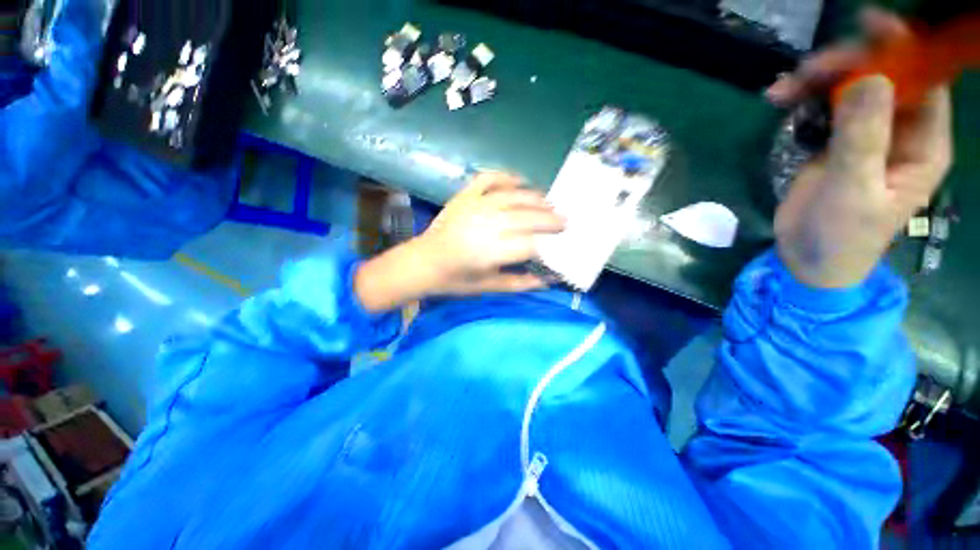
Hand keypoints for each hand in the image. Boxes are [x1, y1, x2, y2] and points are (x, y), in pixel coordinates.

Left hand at [355, 173, 565, 310]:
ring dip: (535, 198)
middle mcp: (486, 226)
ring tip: (549, 203)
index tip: (560, 245)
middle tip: (565, 221)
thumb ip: (519, 283)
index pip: (529, 245)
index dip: (548, 245)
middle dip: (549, 219)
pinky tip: (520, 181)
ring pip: (513, 197)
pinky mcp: (464, 196)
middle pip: (526, 218)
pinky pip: (489, 178)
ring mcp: (474, 206)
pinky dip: (506, 176)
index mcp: (490, 253)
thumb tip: (548, 280)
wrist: (422, 262)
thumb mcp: (488, 287)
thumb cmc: (455, 279)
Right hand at [767, 9, 952, 288]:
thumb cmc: (841, 236)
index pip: (925, 80)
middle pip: (883, 75)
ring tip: (783, 91)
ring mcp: (867, 133)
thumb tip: (870, 79)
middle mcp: (901, 130)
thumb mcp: (853, 192)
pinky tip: (780, 100)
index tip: (870, 24)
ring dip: (818, 79)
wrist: (809, 258)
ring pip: (850, 85)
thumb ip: (863, 140)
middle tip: (806, 72)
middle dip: (847, 64)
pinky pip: (825, 104)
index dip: (904, 47)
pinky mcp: (836, 140)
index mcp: (922, 144)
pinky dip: (804, 97)